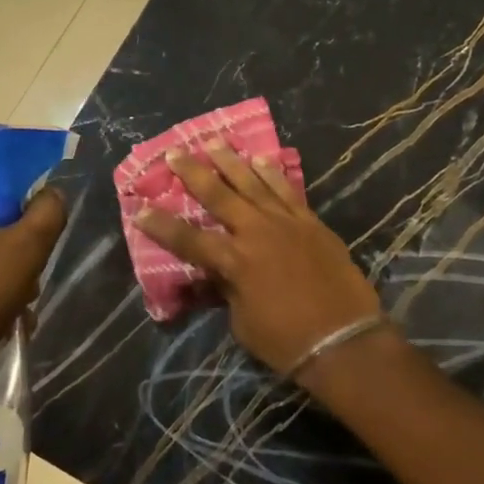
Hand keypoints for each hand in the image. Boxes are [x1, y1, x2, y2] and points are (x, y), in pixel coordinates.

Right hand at [135, 143, 382, 380]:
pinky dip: (272, 173)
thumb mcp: (242, 322)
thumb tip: (219, 273)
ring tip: (215, 142)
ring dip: (231, 162)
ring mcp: (286, 223)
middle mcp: (256, 232)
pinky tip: (261, 159)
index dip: (162, 225)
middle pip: (219, 195)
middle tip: (176, 152)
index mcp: (234, 261)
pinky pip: (287, 190)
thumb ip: (228, 290)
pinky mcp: (311, 222)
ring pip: (253, 183)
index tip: (140, 208)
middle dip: (194, 173)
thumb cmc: (286, 341)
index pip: (188, 239)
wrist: (344, 339)